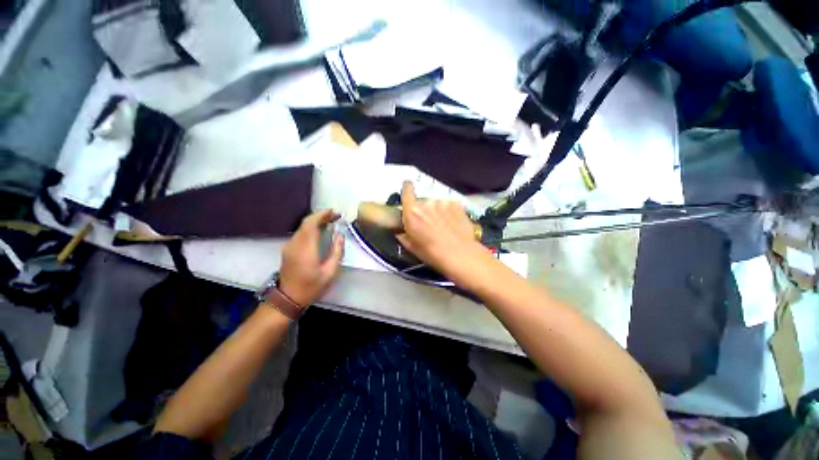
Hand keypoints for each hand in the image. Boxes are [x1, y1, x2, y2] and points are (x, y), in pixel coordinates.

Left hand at [278, 210, 343, 305]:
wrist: (288, 298)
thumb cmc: (311, 286)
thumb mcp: (330, 272)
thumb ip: (337, 251)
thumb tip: (340, 235)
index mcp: (306, 248)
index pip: (311, 224)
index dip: (322, 215)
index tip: (334, 213)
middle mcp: (295, 244)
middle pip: (306, 222)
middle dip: (321, 216)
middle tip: (335, 216)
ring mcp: (289, 246)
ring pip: (302, 227)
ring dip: (316, 221)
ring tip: (330, 222)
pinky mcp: (288, 249)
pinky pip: (300, 233)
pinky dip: (310, 228)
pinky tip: (319, 231)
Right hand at [396, 181, 489, 281]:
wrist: (460, 254)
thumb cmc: (432, 253)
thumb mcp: (412, 247)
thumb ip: (403, 236)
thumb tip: (400, 232)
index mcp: (412, 212)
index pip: (407, 190)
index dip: (407, 189)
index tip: (408, 190)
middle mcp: (427, 202)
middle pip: (423, 201)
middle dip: (424, 210)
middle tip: (429, 223)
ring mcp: (443, 202)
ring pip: (437, 204)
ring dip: (438, 211)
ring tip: (443, 226)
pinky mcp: (457, 204)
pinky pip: (449, 205)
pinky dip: (449, 212)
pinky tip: (453, 224)